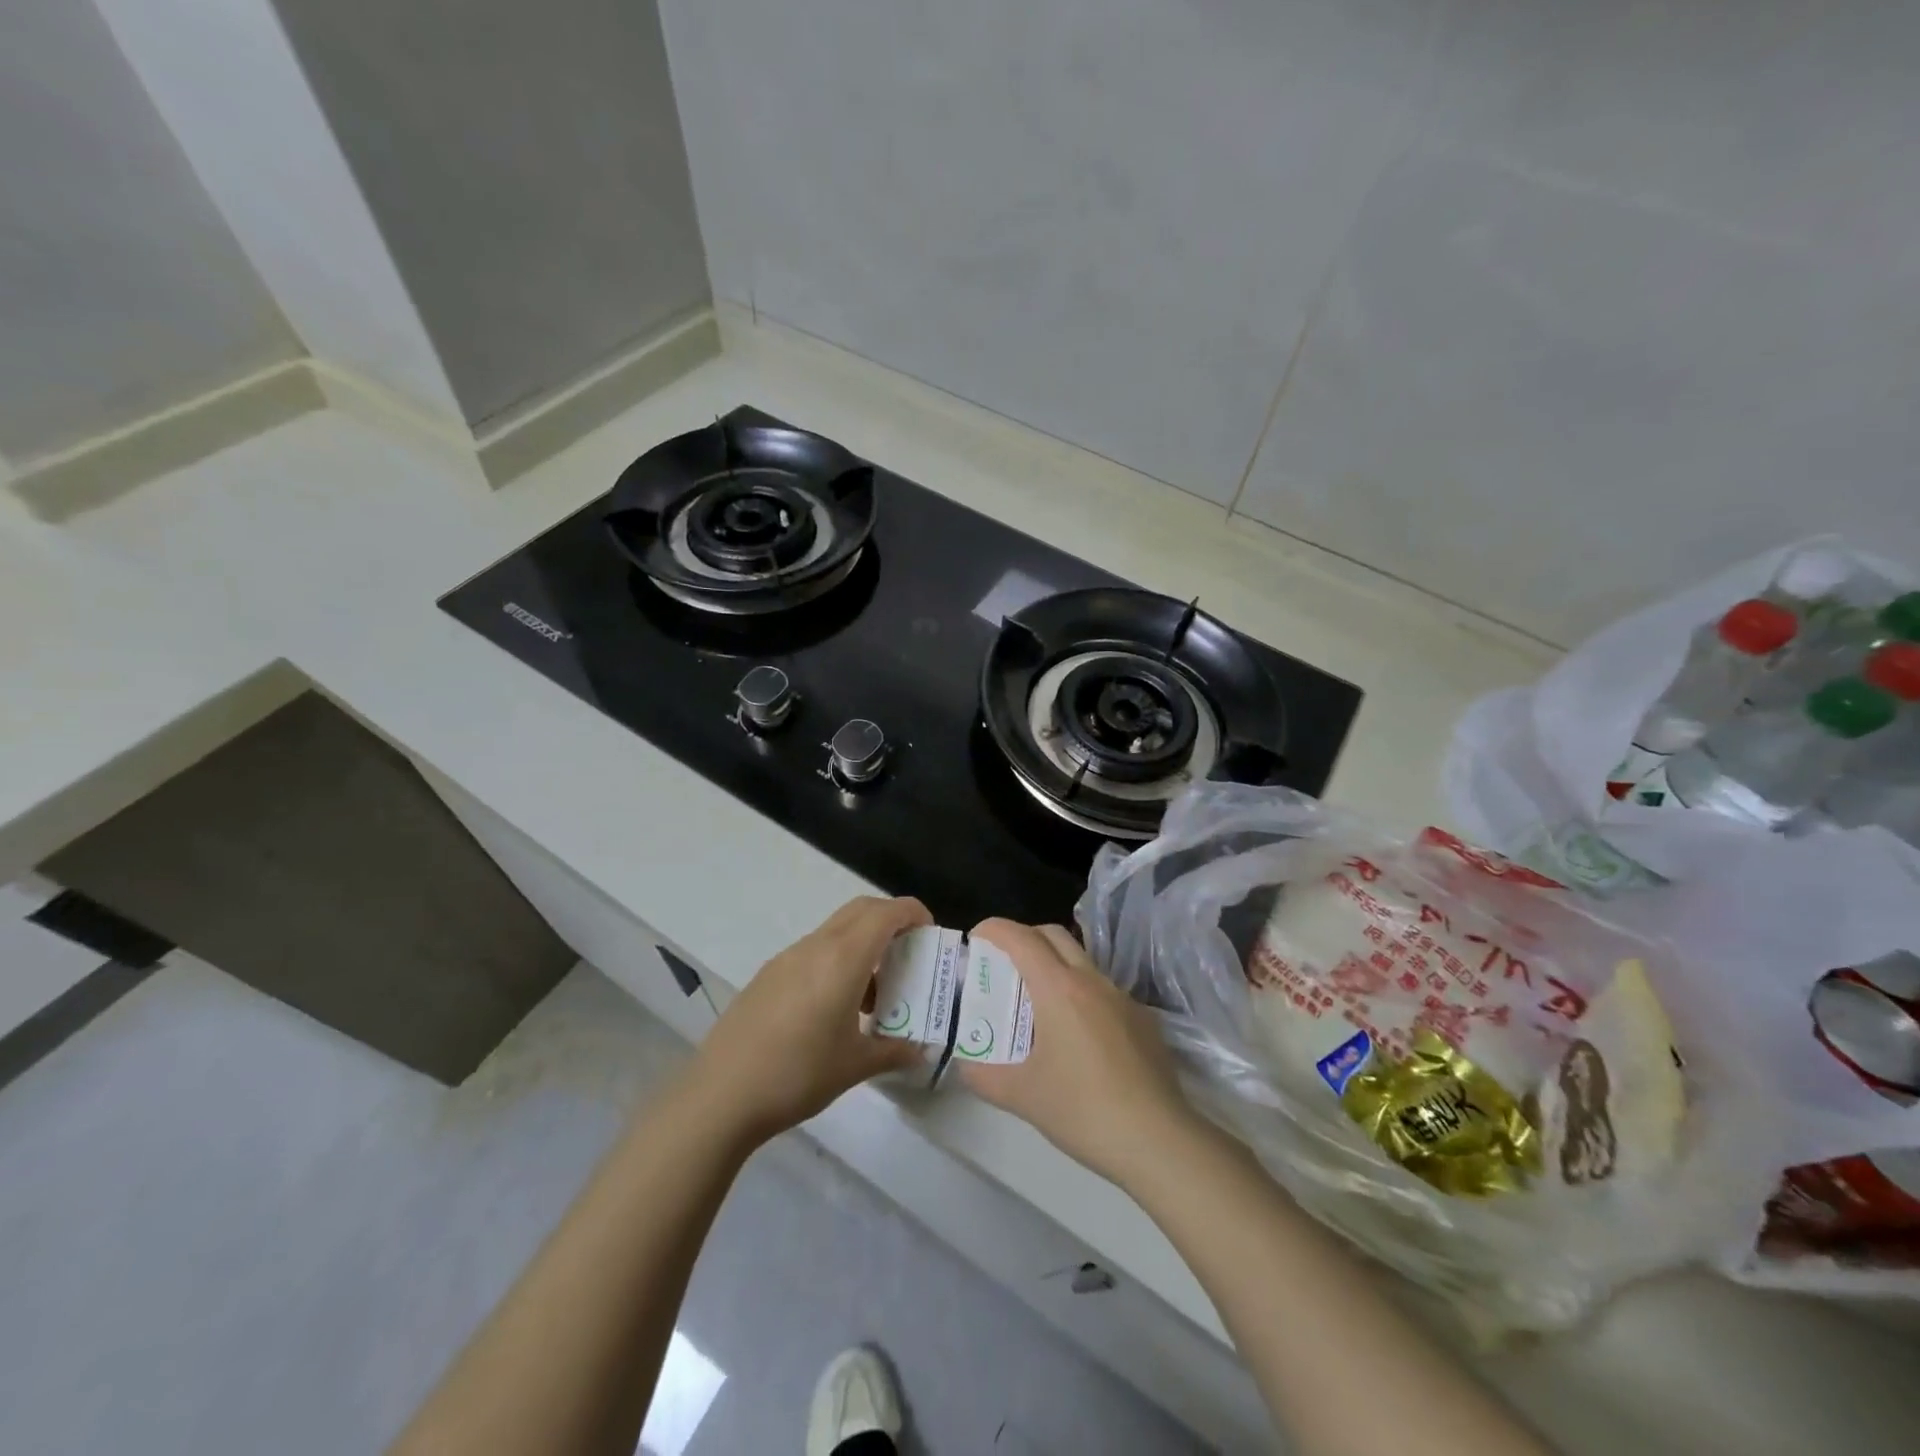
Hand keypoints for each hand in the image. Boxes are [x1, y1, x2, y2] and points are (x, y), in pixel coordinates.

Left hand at [685, 896, 931, 1145]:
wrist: (720, 1095)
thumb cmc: (797, 1074)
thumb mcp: (855, 1066)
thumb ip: (894, 1051)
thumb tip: (922, 1050)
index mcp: (842, 959)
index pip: (885, 914)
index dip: (913, 913)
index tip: (930, 933)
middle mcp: (815, 947)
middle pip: (860, 910)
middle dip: (890, 920)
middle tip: (909, 952)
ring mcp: (787, 958)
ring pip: (835, 930)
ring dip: (862, 943)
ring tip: (875, 991)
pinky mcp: (768, 975)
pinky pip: (813, 951)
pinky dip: (837, 959)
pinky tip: (835, 1007)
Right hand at [956, 920, 1198, 1190]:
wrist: (1158, 1141)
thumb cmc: (1083, 1110)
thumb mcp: (1022, 1096)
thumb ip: (984, 1075)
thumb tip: (965, 1063)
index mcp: (1059, 989)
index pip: (1021, 938)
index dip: (994, 929)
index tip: (976, 938)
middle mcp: (1092, 980)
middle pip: (1054, 935)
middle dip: (1024, 937)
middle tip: (1003, 964)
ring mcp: (1122, 998)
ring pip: (1081, 960)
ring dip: (1054, 965)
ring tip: (1036, 1002)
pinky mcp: (1143, 1019)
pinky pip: (1103, 991)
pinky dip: (1080, 994)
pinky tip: (1077, 1037)